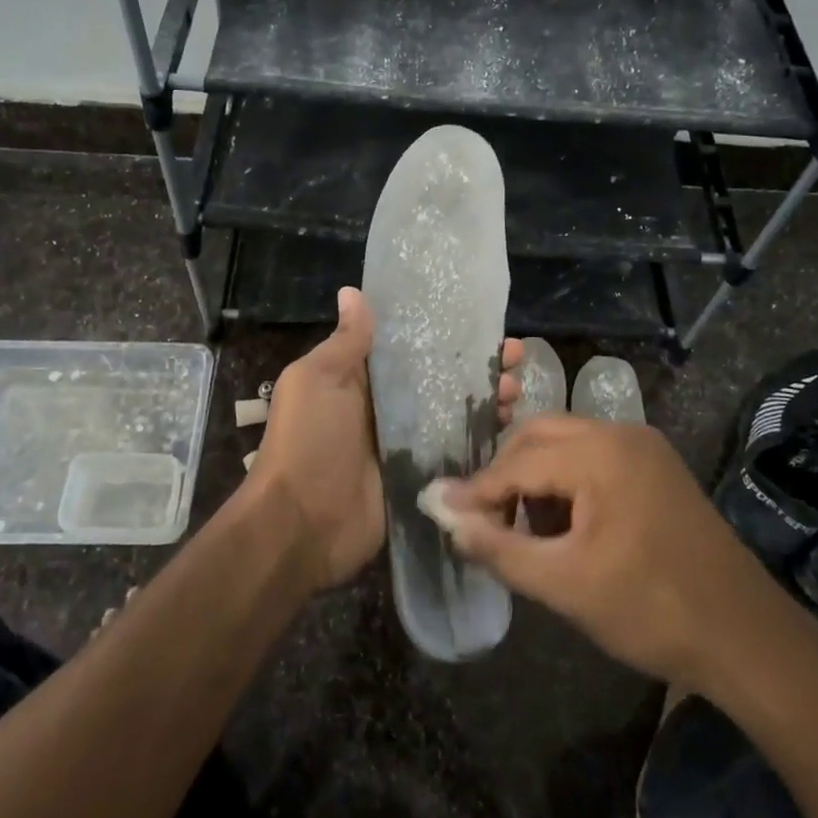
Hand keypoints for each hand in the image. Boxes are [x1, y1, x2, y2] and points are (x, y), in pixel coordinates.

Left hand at [248, 288, 524, 590]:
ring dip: (486, 400)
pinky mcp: (420, 477)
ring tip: (516, 390)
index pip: (411, 348)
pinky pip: (455, 452)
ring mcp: (405, 444)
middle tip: (515, 357)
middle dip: (477, 366)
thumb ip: (345, 342)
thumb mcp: (317, 380)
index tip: (483, 323)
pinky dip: (481, 439)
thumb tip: (352, 292)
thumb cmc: (308, 441)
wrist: (302, 525)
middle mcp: (386, 407)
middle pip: (440, 379)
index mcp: (360, 379)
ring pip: (453, 413)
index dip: (445, 334)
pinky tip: (510, 427)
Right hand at [435, 415, 793, 689]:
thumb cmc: (652, 610)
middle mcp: (621, 433)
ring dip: (535, 477)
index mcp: (600, 452)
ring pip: (566, 444)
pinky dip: (566, 482)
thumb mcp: (565, 585)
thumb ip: (499, 548)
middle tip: (482, 519)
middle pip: (540, 436)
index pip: (518, 462)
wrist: (745, 636)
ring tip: (523, 529)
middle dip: (505, 475)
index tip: (439, 510)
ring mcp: (643, 447)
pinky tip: (562, 526)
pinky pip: (593, 458)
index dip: (476, 489)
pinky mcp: (656, 467)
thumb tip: (447, 518)